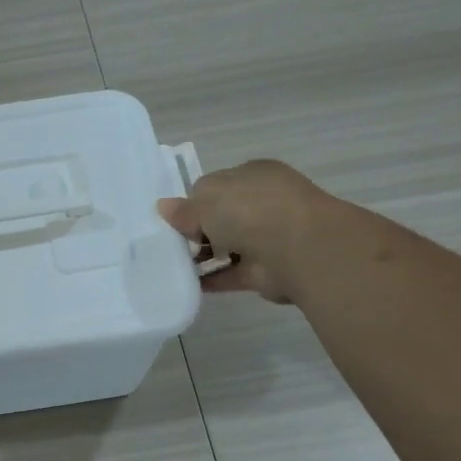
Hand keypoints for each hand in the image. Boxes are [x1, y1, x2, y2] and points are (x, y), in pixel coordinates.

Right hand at [157, 160, 320, 303]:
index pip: (215, 186)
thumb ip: (184, 208)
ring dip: (202, 256)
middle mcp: (261, 204)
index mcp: (251, 176)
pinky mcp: (263, 270)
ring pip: (225, 246)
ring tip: (171, 265)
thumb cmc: (250, 210)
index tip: (174, 219)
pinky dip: (210, 279)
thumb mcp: (206, 201)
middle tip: (169, 243)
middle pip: (220, 217)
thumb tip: (164, 208)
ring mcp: (265, 237)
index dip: (192, 202)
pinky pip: (229, 273)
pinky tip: (186, 284)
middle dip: (196, 230)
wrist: (296, 248)